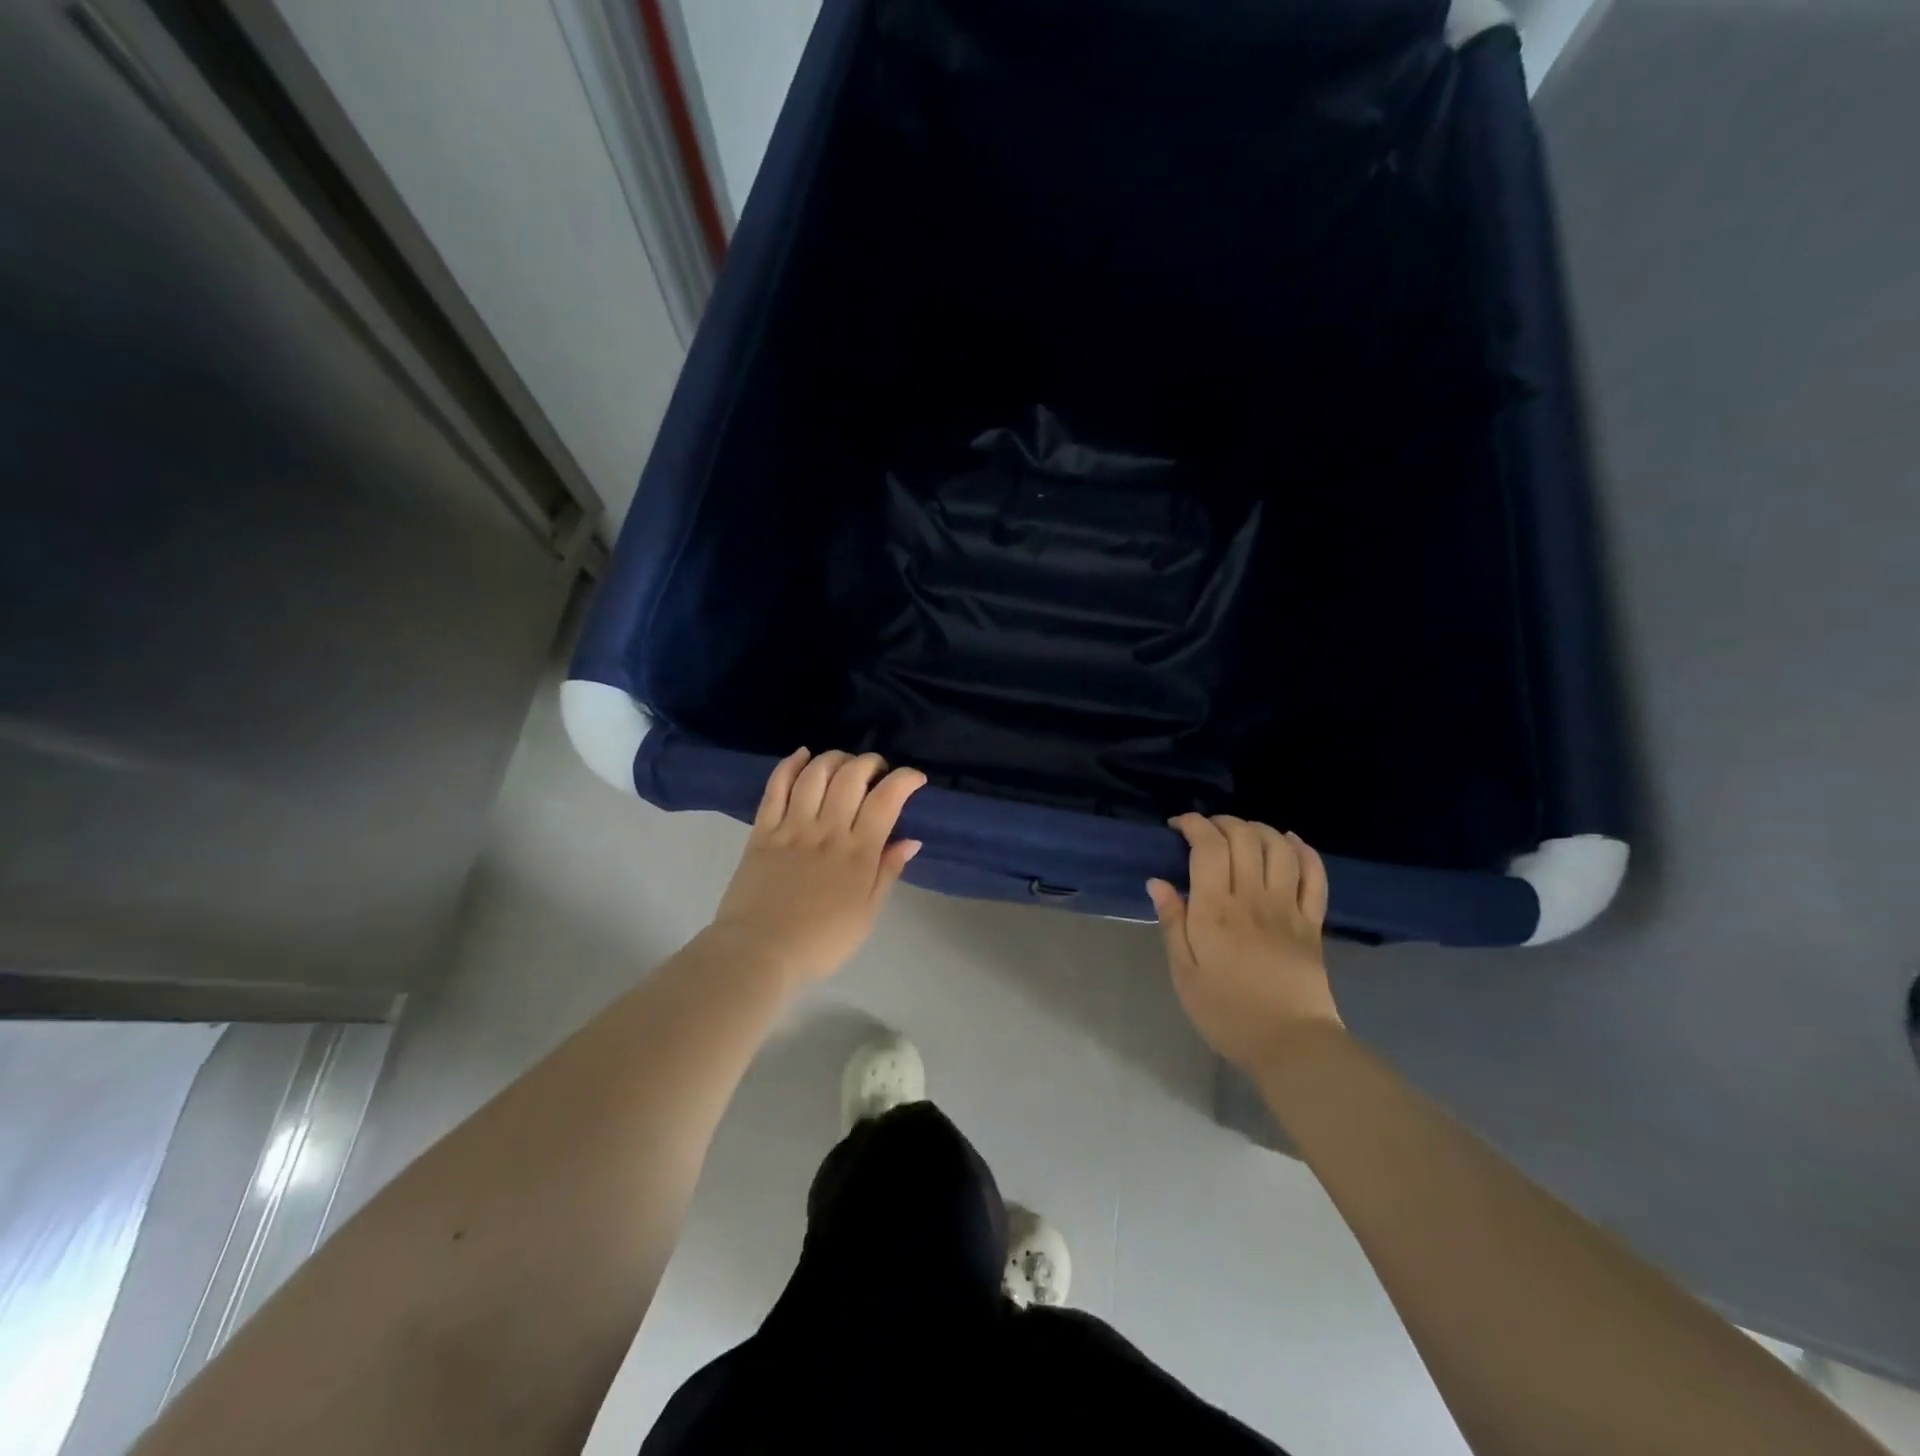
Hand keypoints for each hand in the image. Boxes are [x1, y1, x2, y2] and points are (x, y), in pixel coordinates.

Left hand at [709, 749, 925, 984]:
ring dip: (834, 759)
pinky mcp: (762, 830)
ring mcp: (792, 827)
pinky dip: (790, 765)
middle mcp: (827, 830)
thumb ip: (888, 872)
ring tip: (844, 763)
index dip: (904, 779)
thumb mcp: (867, 914)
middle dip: (870, 762)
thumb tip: (911, 840)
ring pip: (815, 774)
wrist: (759, 953)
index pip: (886, 799)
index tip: (915, 778)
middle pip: (851, 776)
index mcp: (858, 852)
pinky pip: (776, 787)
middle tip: (877, 770)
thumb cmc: (821, 941)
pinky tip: (802, 755)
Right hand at [1147, 816, 1341, 1074]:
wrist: (1291, 1044)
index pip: (1208, 846)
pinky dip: (1303, 850)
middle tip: (1206, 831)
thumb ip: (1172, 923)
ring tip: (1242, 833)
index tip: (1177, 826)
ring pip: (1279, 847)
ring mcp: (1288, 907)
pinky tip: (1289, 842)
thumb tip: (1158, 881)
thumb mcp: (1184, 973)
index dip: (1193, 825)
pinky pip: (1315, 875)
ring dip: (1259, 829)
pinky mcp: (1312, 922)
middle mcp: (1253, 898)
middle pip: (1244, 837)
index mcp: (1216, 910)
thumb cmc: (1227, 1012)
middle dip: (1223, 822)